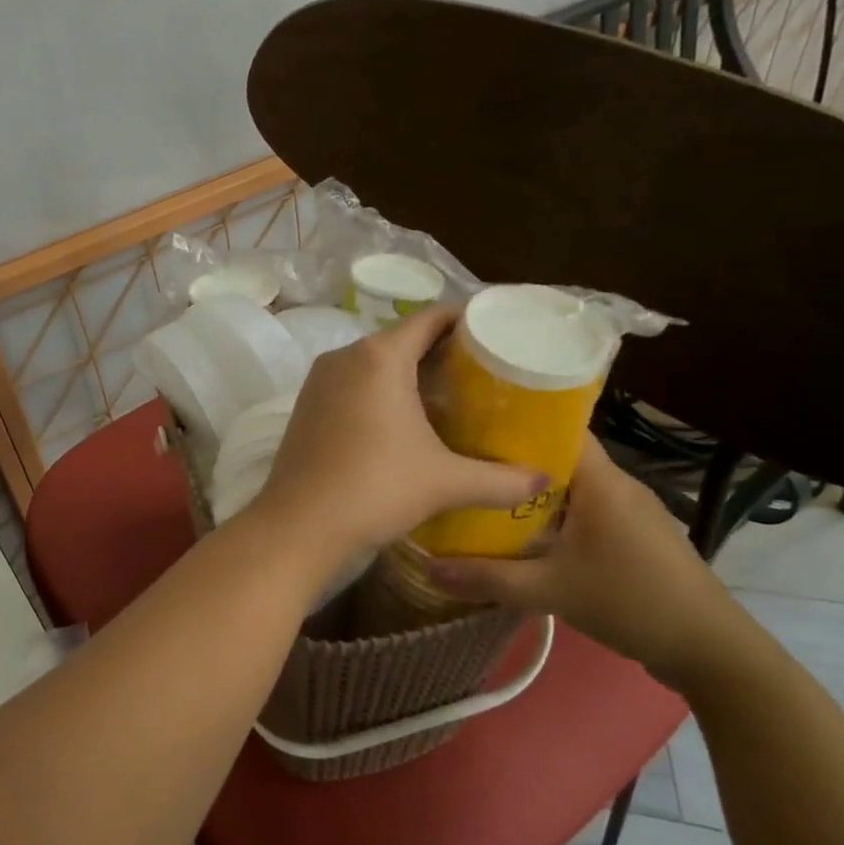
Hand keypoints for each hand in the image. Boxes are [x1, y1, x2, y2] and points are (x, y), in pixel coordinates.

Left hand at [251, 306, 543, 560]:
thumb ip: (501, 480)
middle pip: (402, 338)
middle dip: (442, 350)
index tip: (498, 333)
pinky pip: (352, 383)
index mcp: (379, 356)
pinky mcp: (306, 404)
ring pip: (374, 361)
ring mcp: (319, 380)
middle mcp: (345, 356)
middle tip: (484, 371)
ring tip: (450, 394)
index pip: (431, 318)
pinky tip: (404, 419)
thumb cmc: (375, 490)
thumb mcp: (445, 482)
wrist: (298, 526)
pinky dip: (380, 390)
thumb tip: (545, 481)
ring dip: (409, 372)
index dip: (467, 320)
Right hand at [424, 438, 756, 689]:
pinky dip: (551, 514)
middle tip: (461, 463)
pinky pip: (582, 509)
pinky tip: (521, 533)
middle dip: (509, 459)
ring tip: (479, 495)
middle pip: (556, 456)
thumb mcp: (549, 590)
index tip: (466, 424)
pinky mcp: (633, 535)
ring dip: (529, 491)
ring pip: (569, 486)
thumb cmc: (631, 602)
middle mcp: (616, 484)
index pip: (555, 427)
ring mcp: (629, 510)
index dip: (511, 421)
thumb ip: (486, 577)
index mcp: (600, 480)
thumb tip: (426, 565)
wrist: (711, 650)